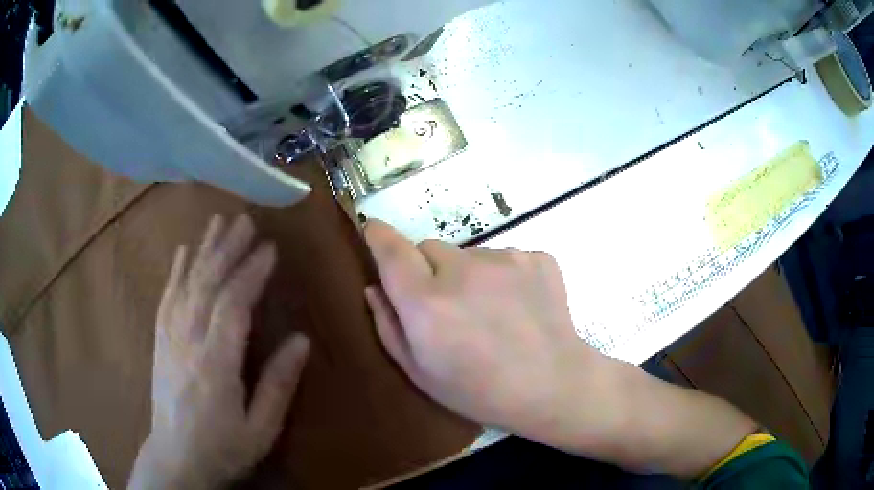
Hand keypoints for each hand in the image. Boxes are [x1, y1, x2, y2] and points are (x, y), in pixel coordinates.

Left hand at [128, 215, 310, 489]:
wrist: (176, 459)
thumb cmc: (224, 448)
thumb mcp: (262, 428)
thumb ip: (278, 384)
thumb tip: (301, 340)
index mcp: (216, 364)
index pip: (233, 305)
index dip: (251, 273)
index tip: (270, 248)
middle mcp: (188, 341)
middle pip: (207, 284)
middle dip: (228, 249)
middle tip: (246, 220)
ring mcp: (169, 337)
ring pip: (186, 284)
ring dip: (204, 250)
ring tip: (218, 222)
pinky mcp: (160, 339)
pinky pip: (167, 297)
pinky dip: (176, 270)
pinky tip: (183, 251)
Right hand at [362, 220, 625, 452]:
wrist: (554, 386)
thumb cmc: (480, 392)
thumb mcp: (421, 373)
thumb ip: (388, 326)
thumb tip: (374, 287)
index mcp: (427, 303)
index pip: (392, 249)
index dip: (379, 235)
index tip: (374, 230)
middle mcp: (463, 270)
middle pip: (429, 248)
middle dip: (427, 269)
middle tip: (446, 307)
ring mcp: (505, 259)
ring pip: (468, 254)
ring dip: (467, 274)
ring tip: (490, 313)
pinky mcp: (537, 257)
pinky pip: (503, 257)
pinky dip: (501, 276)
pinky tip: (516, 307)